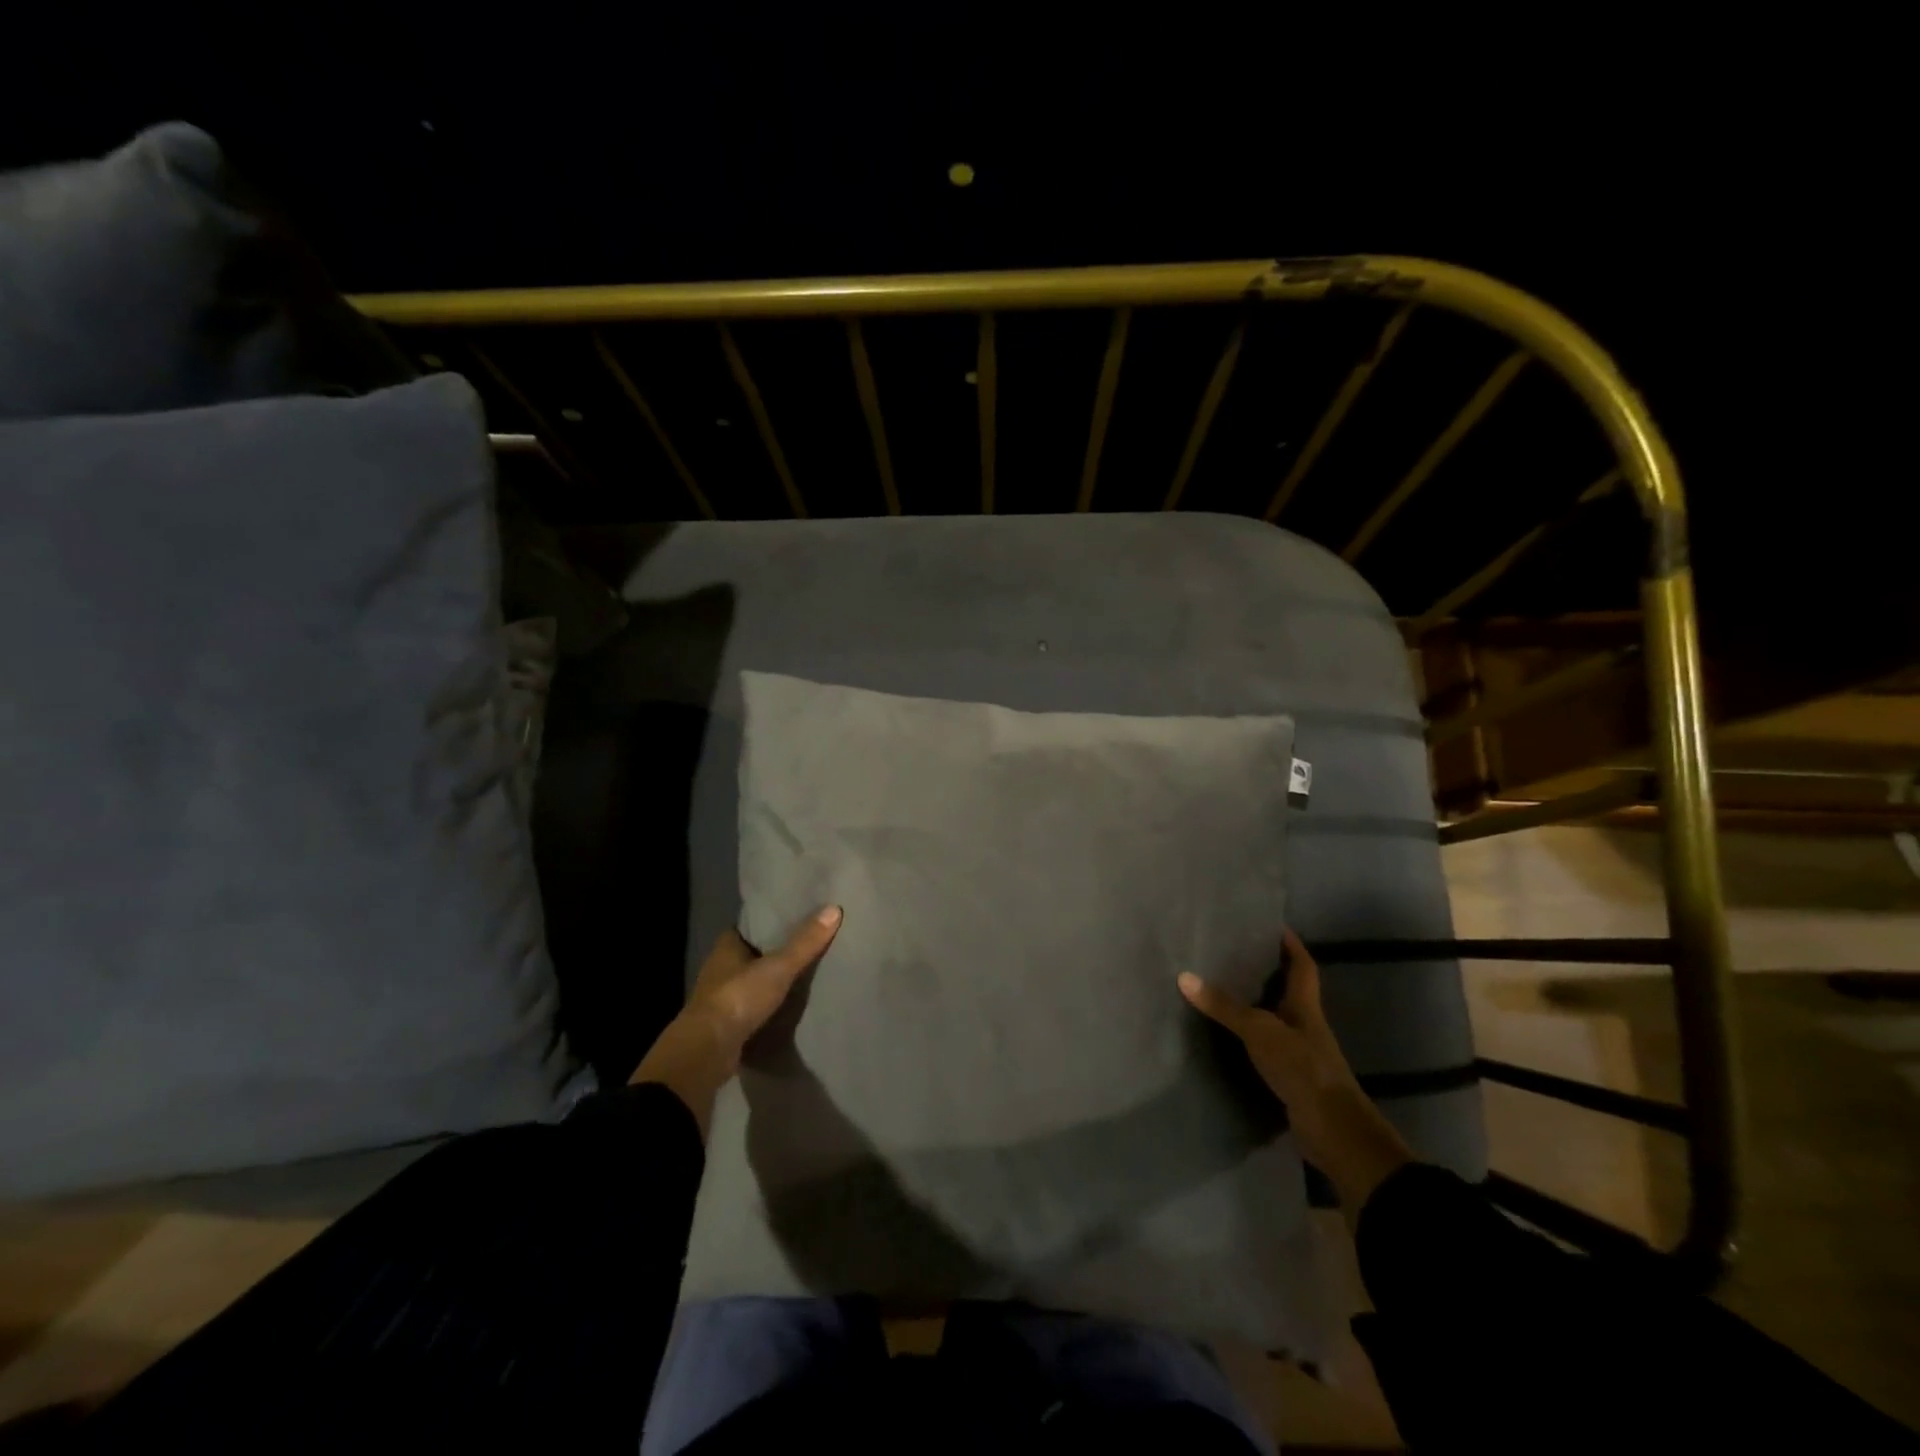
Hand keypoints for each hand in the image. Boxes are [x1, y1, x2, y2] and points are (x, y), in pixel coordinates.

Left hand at [631, 905, 842, 1135]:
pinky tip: (786, 1006)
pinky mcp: (725, 1024)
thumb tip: (834, 909)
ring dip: (767, 980)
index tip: (792, 917)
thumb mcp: (778, 967)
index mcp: (726, 948)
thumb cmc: (738, 998)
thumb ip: (805, 943)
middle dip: (772, 951)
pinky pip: (750, 1007)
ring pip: (749, 981)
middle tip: (805, 944)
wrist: (707, 1051)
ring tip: (801, 974)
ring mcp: (720, 998)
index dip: (767, 921)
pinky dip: (765, 1005)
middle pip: (749, 953)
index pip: (748, 926)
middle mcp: (719, 969)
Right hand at [1179, 928, 1411, 1211]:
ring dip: (1256, 1006)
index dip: (1291, 944)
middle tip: (1234, 953)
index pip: (1303, 965)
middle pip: (1289, 990)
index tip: (1272, 925)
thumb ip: (1223, 1006)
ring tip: (1222, 989)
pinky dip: (1249, 1040)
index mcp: (1305, 1007)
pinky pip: (1267, 1048)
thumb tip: (1184, 976)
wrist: (1333, 1132)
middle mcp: (1306, 1025)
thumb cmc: (1302, 1068)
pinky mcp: (1291, 1078)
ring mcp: (1300, 1053)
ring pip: (1276, 1019)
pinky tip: (1226, 1038)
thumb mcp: (1259, 1031)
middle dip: (1268, 972)